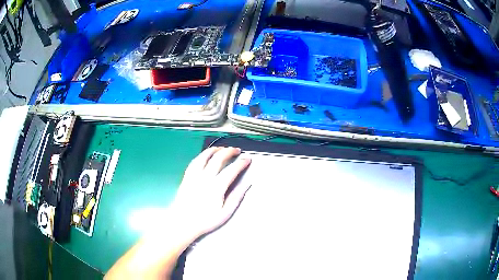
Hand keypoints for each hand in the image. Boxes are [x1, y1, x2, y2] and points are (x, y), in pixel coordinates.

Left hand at [169, 147, 250, 240]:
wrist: (182, 223)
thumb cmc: (205, 220)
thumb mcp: (225, 213)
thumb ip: (236, 197)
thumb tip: (247, 184)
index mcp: (216, 187)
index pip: (232, 170)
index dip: (241, 163)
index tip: (247, 159)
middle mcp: (205, 178)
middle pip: (218, 158)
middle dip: (229, 151)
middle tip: (237, 151)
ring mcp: (194, 176)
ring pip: (205, 156)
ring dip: (215, 150)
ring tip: (222, 148)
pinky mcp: (186, 177)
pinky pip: (194, 161)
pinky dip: (202, 155)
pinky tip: (205, 155)